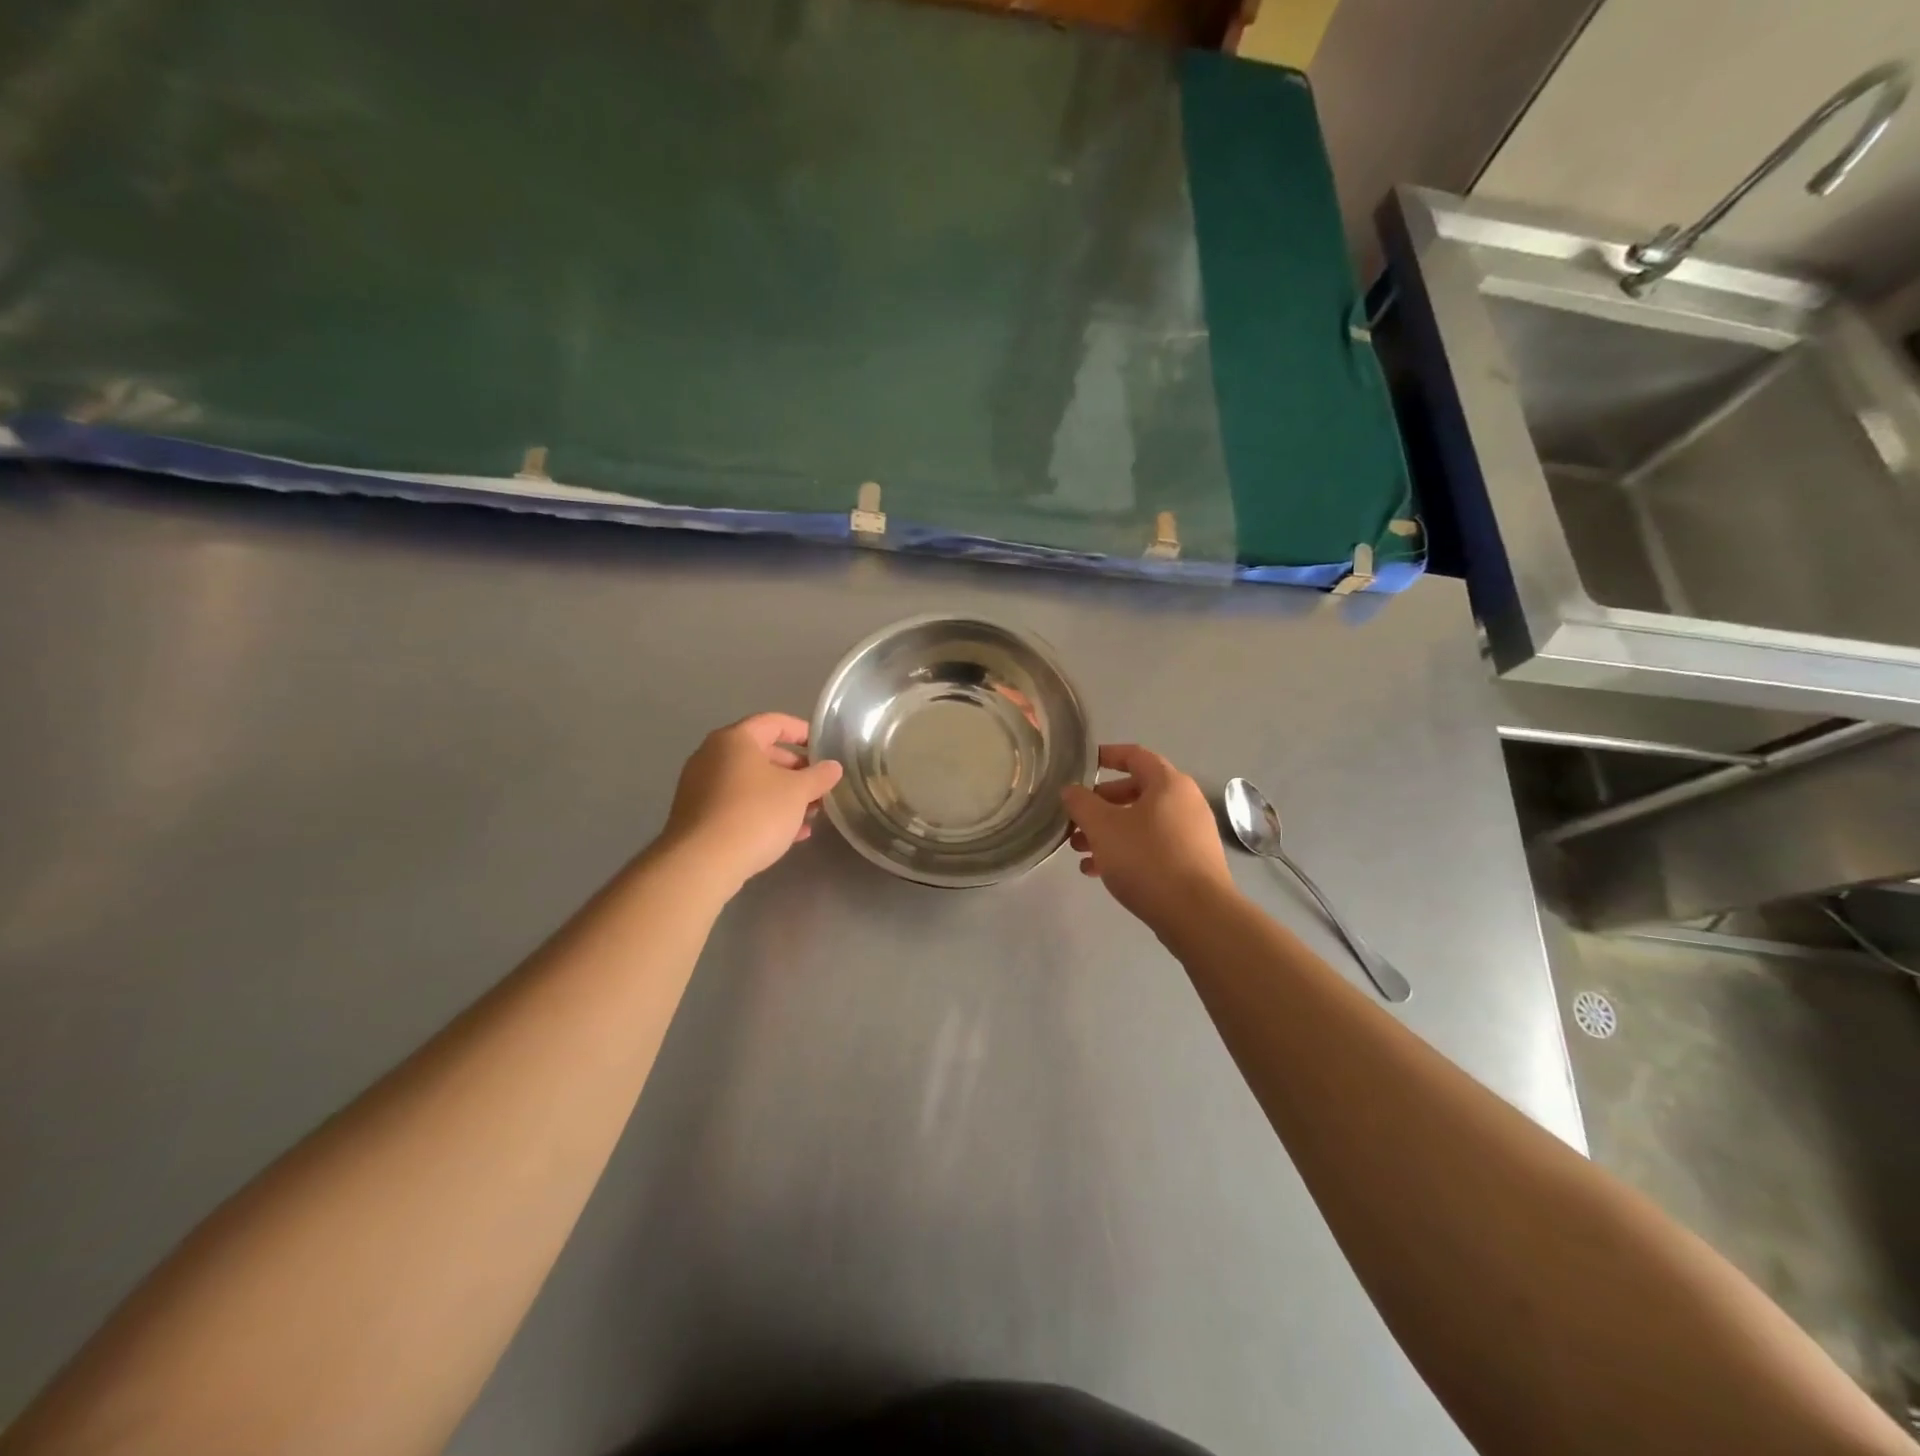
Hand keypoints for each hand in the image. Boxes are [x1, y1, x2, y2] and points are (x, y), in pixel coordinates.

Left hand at [662, 713, 842, 891]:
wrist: (703, 863)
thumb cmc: (755, 814)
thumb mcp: (798, 792)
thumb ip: (819, 776)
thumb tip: (833, 767)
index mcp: (735, 739)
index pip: (774, 722)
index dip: (803, 732)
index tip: (824, 749)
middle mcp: (712, 755)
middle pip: (762, 754)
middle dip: (795, 770)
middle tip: (819, 786)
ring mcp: (701, 786)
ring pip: (751, 783)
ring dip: (782, 794)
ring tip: (810, 814)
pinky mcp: (698, 816)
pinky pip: (737, 805)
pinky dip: (763, 811)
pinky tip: (788, 834)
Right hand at [1063, 744, 1234, 930]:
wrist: (1197, 914)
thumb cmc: (1147, 859)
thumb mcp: (1103, 827)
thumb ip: (1081, 803)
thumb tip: (1071, 791)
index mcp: (1168, 783)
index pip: (1135, 755)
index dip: (1107, 756)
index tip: (1082, 765)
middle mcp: (1185, 802)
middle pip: (1135, 792)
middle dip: (1100, 805)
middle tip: (1074, 820)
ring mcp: (1191, 834)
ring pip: (1140, 823)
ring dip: (1108, 832)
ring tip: (1078, 851)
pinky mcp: (1191, 862)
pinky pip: (1152, 846)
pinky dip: (1125, 851)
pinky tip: (1097, 871)